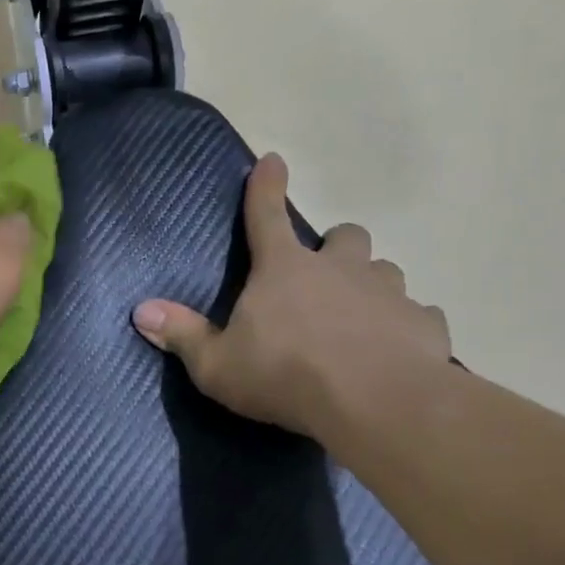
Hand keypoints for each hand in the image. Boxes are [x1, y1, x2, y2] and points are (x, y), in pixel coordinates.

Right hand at [131, 153, 451, 441]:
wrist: (377, 405)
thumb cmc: (286, 376)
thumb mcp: (217, 364)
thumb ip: (181, 335)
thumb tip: (140, 311)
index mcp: (284, 269)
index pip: (267, 215)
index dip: (266, 186)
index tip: (273, 159)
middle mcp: (339, 269)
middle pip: (346, 235)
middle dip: (336, 246)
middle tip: (325, 275)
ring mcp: (387, 293)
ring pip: (385, 270)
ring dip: (371, 284)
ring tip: (361, 316)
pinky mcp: (424, 325)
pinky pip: (419, 315)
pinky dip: (407, 325)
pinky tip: (399, 348)